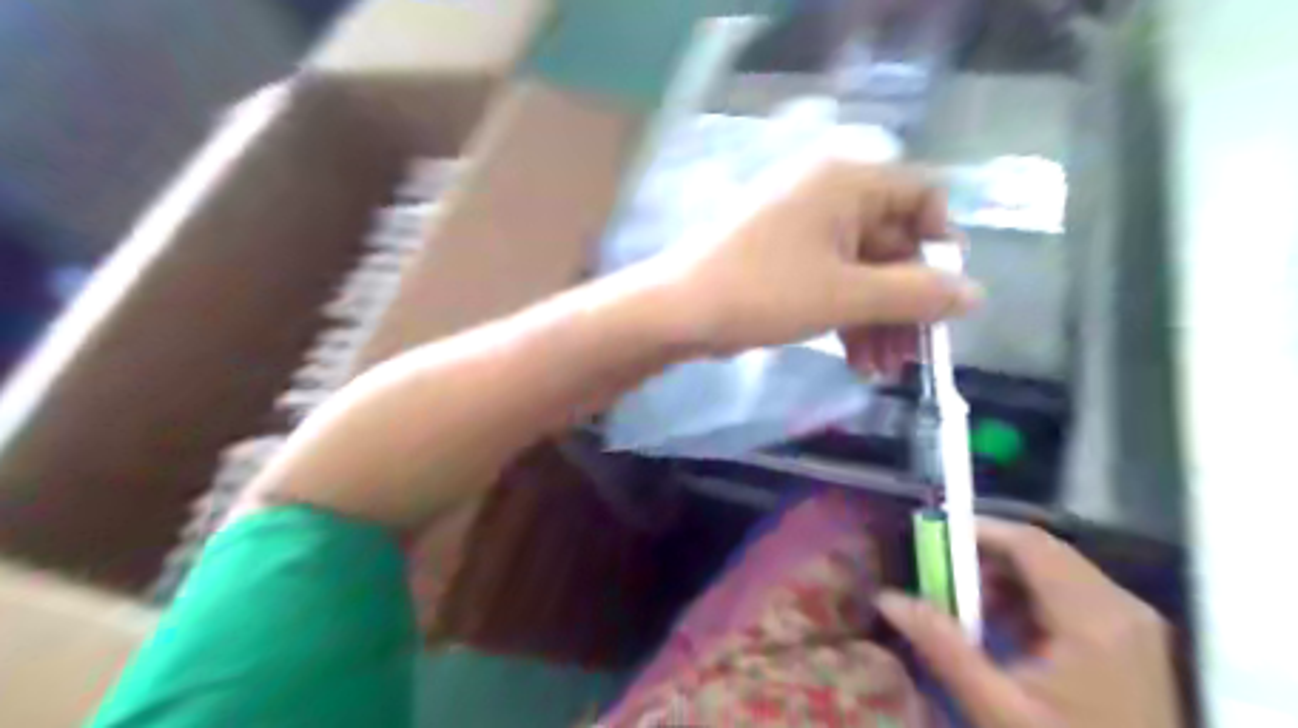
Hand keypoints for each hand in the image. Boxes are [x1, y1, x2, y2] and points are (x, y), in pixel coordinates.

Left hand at [661, 162, 983, 360]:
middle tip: (915, 356)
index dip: (941, 245)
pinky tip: (857, 362)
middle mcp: (828, 195)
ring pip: (862, 272)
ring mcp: (804, 229)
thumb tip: (975, 295)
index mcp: (847, 181)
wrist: (679, 312)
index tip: (944, 296)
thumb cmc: (764, 292)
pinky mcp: (785, 260)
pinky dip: (848, 319)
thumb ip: (916, 294)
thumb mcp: (847, 296)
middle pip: (892, 244)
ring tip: (883, 372)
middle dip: (906, 304)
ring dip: (878, 321)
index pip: (922, 196)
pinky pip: (832, 283)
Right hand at [878, 521, 1183, 726]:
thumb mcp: (996, 710)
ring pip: (1055, 571)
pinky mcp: (1132, 642)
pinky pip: (1071, 596)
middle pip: (1042, 552)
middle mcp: (1121, 608)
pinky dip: (1029, 601)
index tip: (928, 540)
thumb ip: (941, 646)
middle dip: (984, 559)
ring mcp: (1133, 625)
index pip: (1028, 543)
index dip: (976, 531)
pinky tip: (1004, 633)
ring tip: (966, 612)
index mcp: (1094, 620)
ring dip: (1004, 580)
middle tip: (940, 581)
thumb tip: (887, 597)